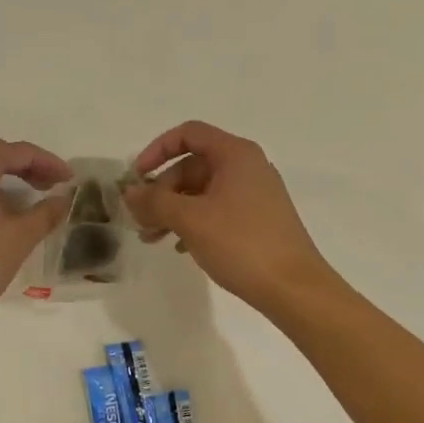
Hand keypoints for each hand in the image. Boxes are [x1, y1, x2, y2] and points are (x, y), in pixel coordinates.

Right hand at [123, 120, 335, 313]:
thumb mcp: (190, 219)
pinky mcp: (258, 220)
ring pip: (202, 191)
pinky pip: (216, 210)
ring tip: (152, 239)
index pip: (188, 134)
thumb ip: (155, 201)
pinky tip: (179, 247)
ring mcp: (255, 194)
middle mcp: (247, 167)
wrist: (294, 288)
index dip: (157, 150)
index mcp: (236, 154)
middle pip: (192, 166)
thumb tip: (129, 192)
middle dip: (162, 191)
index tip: (137, 178)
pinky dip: (193, 222)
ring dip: (173, 210)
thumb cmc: (242, 243)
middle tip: (141, 221)